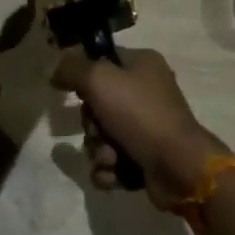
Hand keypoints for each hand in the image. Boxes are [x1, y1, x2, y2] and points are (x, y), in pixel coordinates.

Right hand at [51, 47, 226, 208]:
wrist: (179, 167)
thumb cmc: (140, 114)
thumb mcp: (100, 80)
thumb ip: (72, 69)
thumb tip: (55, 70)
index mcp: (142, 64)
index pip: (103, 60)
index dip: (86, 77)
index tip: (76, 91)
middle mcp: (145, 91)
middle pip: (97, 103)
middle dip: (92, 124)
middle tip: (99, 130)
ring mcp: (146, 126)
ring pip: (101, 135)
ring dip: (99, 150)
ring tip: (111, 158)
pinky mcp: (145, 157)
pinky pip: (112, 161)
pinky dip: (109, 169)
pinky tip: (116, 173)